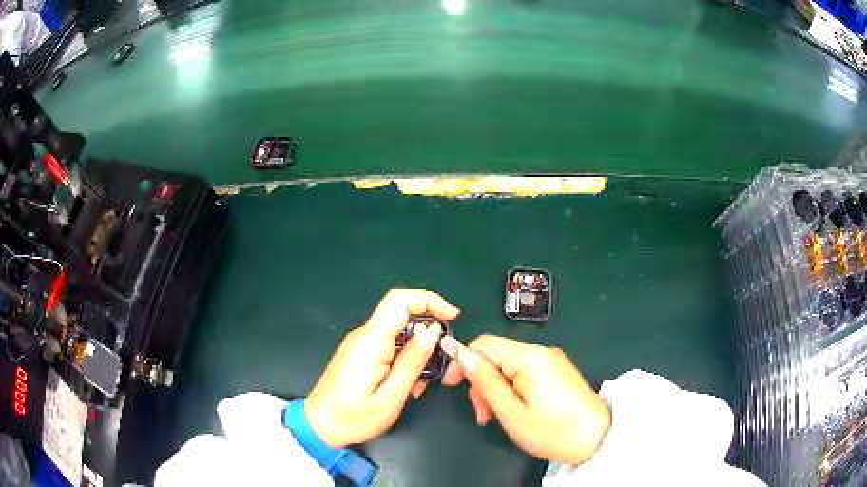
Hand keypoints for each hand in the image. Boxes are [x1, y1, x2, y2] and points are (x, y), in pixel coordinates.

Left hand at [305, 289, 459, 447]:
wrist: (319, 426)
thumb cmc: (354, 417)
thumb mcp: (391, 396)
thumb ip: (413, 361)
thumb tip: (433, 330)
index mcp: (371, 341)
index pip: (400, 301)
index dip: (430, 300)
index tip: (454, 317)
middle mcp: (364, 335)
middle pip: (401, 314)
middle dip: (427, 331)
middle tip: (441, 361)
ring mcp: (360, 344)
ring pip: (398, 332)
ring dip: (417, 351)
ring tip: (420, 384)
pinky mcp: (360, 353)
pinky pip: (389, 345)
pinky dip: (405, 359)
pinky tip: (407, 385)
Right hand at [442, 335, 610, 465]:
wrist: (596, 439)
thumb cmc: (551, 430)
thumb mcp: (511, 412)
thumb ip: (485, 382)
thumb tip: (463, 355)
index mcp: (528, 357)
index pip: (483, 344)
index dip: (462, 361)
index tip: (451, 386)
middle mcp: (541, 351)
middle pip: (496, 355)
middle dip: (481, 381)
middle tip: (481, 414)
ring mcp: (552, 360)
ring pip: (509, 366)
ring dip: (495, 388)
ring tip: (495, 417)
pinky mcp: (558, 371)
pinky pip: (525, 372)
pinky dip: (512, 389)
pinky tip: (513, 410)